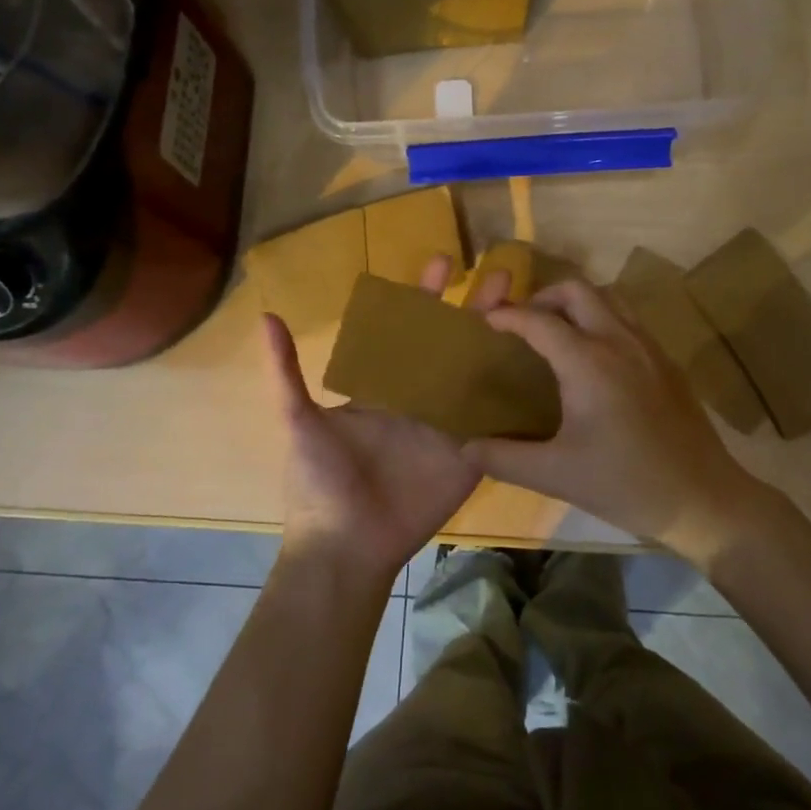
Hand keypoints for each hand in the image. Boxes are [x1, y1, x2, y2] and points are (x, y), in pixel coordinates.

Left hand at [266, 256, 514, 587]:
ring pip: (482, 375)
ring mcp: (450, 425)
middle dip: (475, 309)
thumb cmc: (320, 482)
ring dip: (504, 343)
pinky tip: (544, 365)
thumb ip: (287, 372)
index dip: (426, 296)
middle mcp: (421, 398)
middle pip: (454, 344)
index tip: (443, 263)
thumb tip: (265, 316)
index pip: (410, 330)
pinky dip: (517, 396)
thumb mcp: (298, 421)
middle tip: (499, 275)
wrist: (346, 546)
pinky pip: (498, 421)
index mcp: (384, 385)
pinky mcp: (471, 454)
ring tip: (530, 309)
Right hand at [461, 279, 780, 567]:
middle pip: (577, 290)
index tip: (485, 321)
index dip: (508, 316)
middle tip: (523, 323)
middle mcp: (619, 341)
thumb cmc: (625, 484)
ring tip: (557, 331)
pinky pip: (629, 319)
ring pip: (609, 297)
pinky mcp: (667, 361)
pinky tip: (595, 356)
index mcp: (588, 362)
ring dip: (577, 302)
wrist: (703, 498)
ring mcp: (649, 347)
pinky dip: (603, 318)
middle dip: (543, 296)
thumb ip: (504, 457)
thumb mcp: (555, 474)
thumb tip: (464, 446)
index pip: (539, 320)